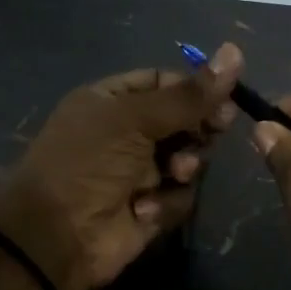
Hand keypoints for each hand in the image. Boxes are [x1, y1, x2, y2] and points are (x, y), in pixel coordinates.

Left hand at [0, 45, 242, 289]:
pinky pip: (179, 195)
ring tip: (174, 172)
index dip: (196, 88)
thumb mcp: (136, 119)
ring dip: (185, 165)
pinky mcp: (150, 207)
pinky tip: (144, 208)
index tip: (226, 96)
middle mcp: (127, 133)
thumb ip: (189, 95)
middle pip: (184, 120)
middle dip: (199, 127)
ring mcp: (139, 172)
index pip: (165, 82)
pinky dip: (166, 201)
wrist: (55, 236)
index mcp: (113, 101)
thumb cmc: (88, 163)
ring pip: (188, 158)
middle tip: (216, 129)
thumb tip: (235, 52)